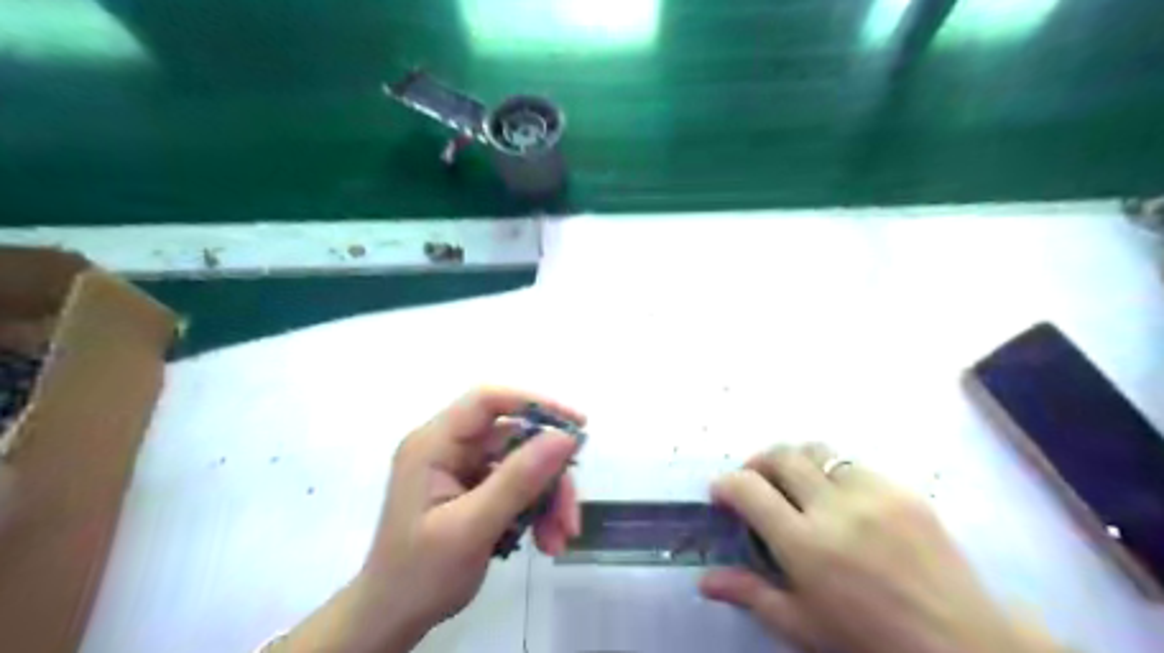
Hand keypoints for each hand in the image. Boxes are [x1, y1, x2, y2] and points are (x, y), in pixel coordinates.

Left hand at [280, 390, 580, 650]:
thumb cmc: (420, 574)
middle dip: (549, 475)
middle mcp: (449, 447)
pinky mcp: (476, 489)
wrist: (393, 618)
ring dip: (548, 499)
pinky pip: (519, 485)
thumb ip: (518, 480)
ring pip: (524, 464)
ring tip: (559, 539)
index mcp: (434, 444)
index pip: (488, 401)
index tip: (577, 425)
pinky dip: (538, 510)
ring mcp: (463, 468)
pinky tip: (546, 541)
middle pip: (516, 438)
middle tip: (570, 514)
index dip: (535, 403)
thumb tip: (565, 437)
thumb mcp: (471, 527)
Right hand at [701, 447, 1062, 651]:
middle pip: (781, 455)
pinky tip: (838, 497)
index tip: (720, 494)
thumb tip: (704, 580)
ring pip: (816, 449)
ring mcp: (872, 492)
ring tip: (793, 481)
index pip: (748, 489)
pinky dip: (831, 471)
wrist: (962, 643)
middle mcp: (834, 507)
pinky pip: (852, 463)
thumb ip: (751, 593)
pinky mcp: (902, 488)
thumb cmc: (870, 639)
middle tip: (754, 482)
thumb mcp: (803, 625)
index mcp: (805, 545)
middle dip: (756, 462)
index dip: (726, 485)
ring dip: (794, 459)